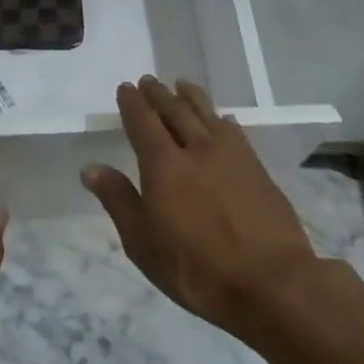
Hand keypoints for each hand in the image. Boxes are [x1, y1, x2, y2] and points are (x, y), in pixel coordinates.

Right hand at [82, 77, 318, 336]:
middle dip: (159, 94)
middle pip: (175, 111)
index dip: (133, 104)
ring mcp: (232, 157)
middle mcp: (197, 150)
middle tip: (149, 81)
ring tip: (183, 85)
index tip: (126, 87)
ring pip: (208, 115)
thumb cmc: (196, 269)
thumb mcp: (143, 243)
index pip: (143, 123)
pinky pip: (235, 133)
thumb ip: (119, 200)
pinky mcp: (258, 169)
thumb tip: (91, 168)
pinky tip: (224, 120)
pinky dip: (223, 121)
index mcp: (164, 165)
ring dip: (192, 98)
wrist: (272, 283)